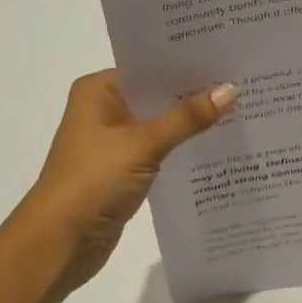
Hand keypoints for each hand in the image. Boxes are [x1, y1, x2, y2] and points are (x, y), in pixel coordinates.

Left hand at [17, 70, 233, 298]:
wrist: (59, 243)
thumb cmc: (93, 180)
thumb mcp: (143, 144)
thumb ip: (186, 118)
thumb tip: (230, 90)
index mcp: (99, 91)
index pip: (150, 67)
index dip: (186, 64)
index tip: (227, 59)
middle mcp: (104, 110)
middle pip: (157, 95)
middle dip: (194, 93)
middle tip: (243, 83)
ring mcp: (113, 142)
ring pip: (160, 124)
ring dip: (190, 122)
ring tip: (240, 109)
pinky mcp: (124, 170)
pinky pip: (160, 150)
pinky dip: (182, 147)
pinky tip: (217, 144)